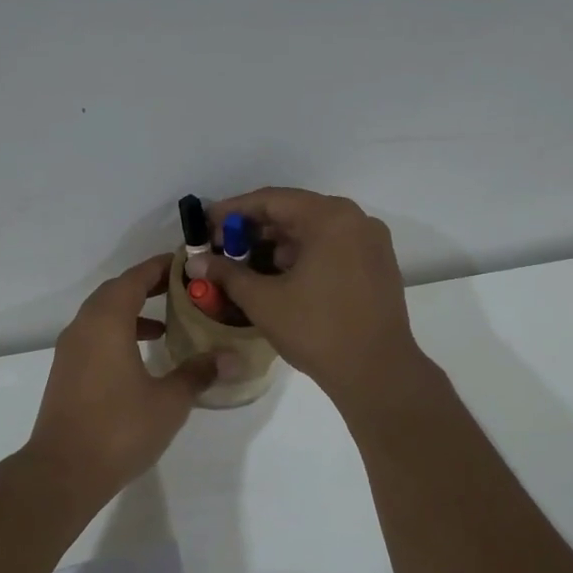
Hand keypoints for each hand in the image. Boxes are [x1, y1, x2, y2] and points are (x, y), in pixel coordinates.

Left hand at [29, 254, 220, 496]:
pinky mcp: (66, 373)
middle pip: (115, 293)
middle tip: (180, 290)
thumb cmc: (120, 429)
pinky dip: (118, 334)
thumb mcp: (169, 401)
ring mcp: (70, 351)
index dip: (159, 268)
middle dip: (146, 287)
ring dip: (131, 312)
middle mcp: (83, 328)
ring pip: (102, 316)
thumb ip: (198, 373)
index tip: (185, 263)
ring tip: (166, 324)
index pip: (134, 279)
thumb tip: (231, 357)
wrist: (64, 471)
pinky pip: (94, 337)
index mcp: (106, 323)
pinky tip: (141, 358)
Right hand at [204, 188, 427, 409]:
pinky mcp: (378, 266)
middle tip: (222, 247)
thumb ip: (228, 274)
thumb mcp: (264, 301)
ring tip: (246, 264)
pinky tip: (280, 277)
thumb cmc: (317, 330)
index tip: (206, 225)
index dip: (233, 211)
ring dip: (279, 244)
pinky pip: (333, 248)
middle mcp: (356, 220)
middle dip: (256, 229)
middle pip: (295, 212)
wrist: (377, 372)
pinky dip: (304, 255)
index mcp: (330, 218)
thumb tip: (195, 261)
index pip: (272, 200)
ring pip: (315, 231)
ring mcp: (371, 243)